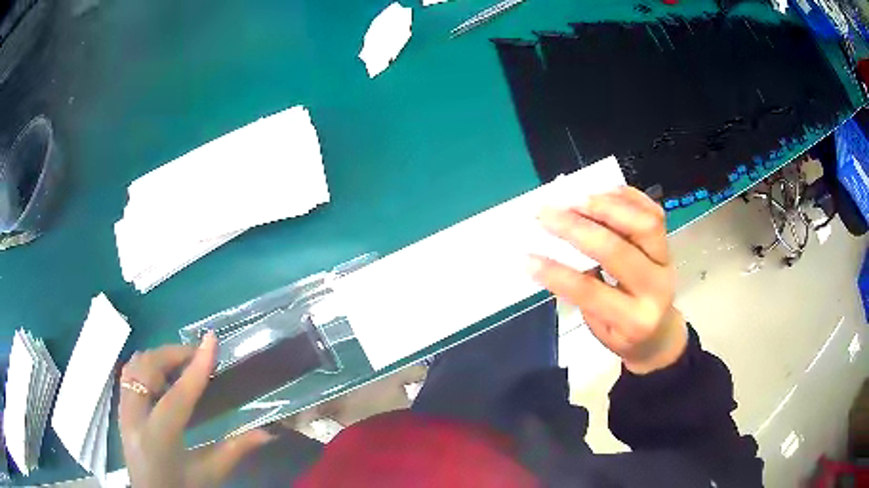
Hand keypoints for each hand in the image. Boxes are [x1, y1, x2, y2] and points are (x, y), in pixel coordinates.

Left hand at [119, 332, 273, 486]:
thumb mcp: (208, 476)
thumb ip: (234, 451)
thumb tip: (266, 432)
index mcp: (159, 440)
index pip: (178, 397)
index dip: (196, 368)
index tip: (211, 341)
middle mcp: (134, 420)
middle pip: (146, 369)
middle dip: (172, 354)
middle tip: (196, 354)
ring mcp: (123, 412)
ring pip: (134, 367)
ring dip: (157, 358)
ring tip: (179, 364)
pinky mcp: (120, 410)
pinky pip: (129, 375)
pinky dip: (146, 367)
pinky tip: (162, 379)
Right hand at [529, 186, 687, 373]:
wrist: (661, 333)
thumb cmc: (624, 335)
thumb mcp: (599, 329)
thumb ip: (583, 295)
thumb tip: (554, 254)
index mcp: (634, 320)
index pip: (591, 292)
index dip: (557, 274)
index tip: (527, 258)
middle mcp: (656, 288)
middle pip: (618, 250)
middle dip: (577, 228)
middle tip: (546, 214)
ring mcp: (667, 261)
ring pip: (644, 223)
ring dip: (606, 206)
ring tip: (575, 199)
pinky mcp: (670, 244)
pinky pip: (653, 211)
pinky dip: (627, 196)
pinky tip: (601, 192)